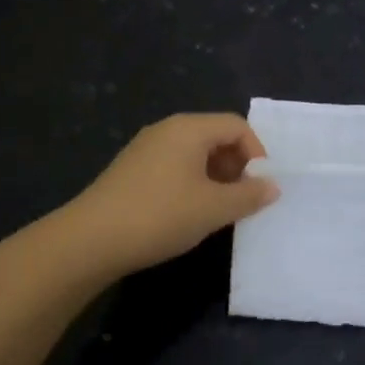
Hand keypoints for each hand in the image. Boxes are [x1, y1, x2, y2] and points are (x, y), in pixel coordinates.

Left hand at [63, 113, 277, 274]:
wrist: (91, 239)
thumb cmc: (160, 215)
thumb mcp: (212, 209)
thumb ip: (248, 196)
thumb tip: (273, 186)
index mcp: (188, 128)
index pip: (236, 125)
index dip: (256, 152)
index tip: (261, 186)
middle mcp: (167, 129)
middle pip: (214, 135)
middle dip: (236, 165)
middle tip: (243, 199)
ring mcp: (145, 148)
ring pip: (193, 153)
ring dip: (214, 176)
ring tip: (219, 210)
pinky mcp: (131, 169)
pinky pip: (173, 165)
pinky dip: (191, 182)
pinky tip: (188, 213)